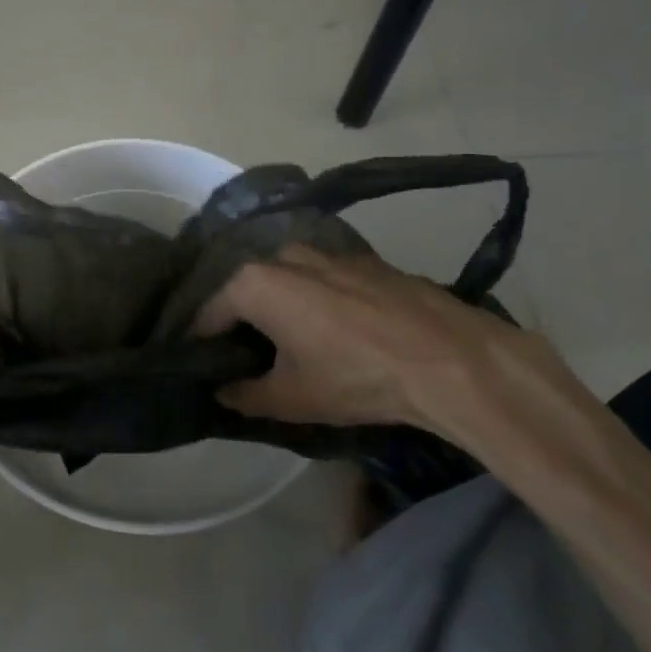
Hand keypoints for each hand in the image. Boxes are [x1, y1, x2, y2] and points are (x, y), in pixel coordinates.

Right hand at [194, 244, 559, 442]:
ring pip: (287, 281)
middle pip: (247, 290)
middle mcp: (283, 256)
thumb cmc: (354, 376)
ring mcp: (327, 253)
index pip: (210, 313)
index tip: (202, 365)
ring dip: (281, 307)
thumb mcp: (291, 398)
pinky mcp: (363, 261)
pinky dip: (316, 300)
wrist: (448, 359)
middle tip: (247, 358)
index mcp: (255, 283)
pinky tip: (334, 332)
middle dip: (243, 321)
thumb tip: (222, 392)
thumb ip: (245, 395)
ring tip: (291, 344)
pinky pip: (322, 279)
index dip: (202, 342)